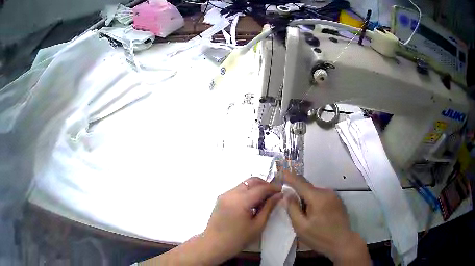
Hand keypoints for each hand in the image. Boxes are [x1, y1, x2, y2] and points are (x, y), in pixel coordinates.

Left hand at [202, 177, 282, 263]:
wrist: (213, 245)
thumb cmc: (237, 239)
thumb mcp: (257, 226)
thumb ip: (268, 208)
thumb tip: (279, 196)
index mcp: (241, 200)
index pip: (261, 188)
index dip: (273, 188)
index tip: (282, 192)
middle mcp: (231, 193)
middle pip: (252, 181)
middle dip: (265, 184)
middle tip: (274, 194)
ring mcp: (224, 195)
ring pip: (244, 184)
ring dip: (256, 188)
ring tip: (263, 200)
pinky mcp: (221, 199)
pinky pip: (237, 190)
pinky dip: (247, 192)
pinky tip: (251, 204)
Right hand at [283, 169, 370, 265]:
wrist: (342, 243)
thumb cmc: (320, 237)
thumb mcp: (301, 226)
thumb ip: (292, 208)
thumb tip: (287, 193)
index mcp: (317, 197)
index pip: (300, 182)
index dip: (289, 177)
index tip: (280, 172)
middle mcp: (327, 192)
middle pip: (307, 188)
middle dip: (297, 191)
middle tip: (287, 200)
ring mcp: (334, 196)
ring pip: (315, 192)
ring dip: (306, 197)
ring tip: (301, 211)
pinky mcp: (337, 201)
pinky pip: (322, 196)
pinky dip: (314, 201)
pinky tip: (313, 213)